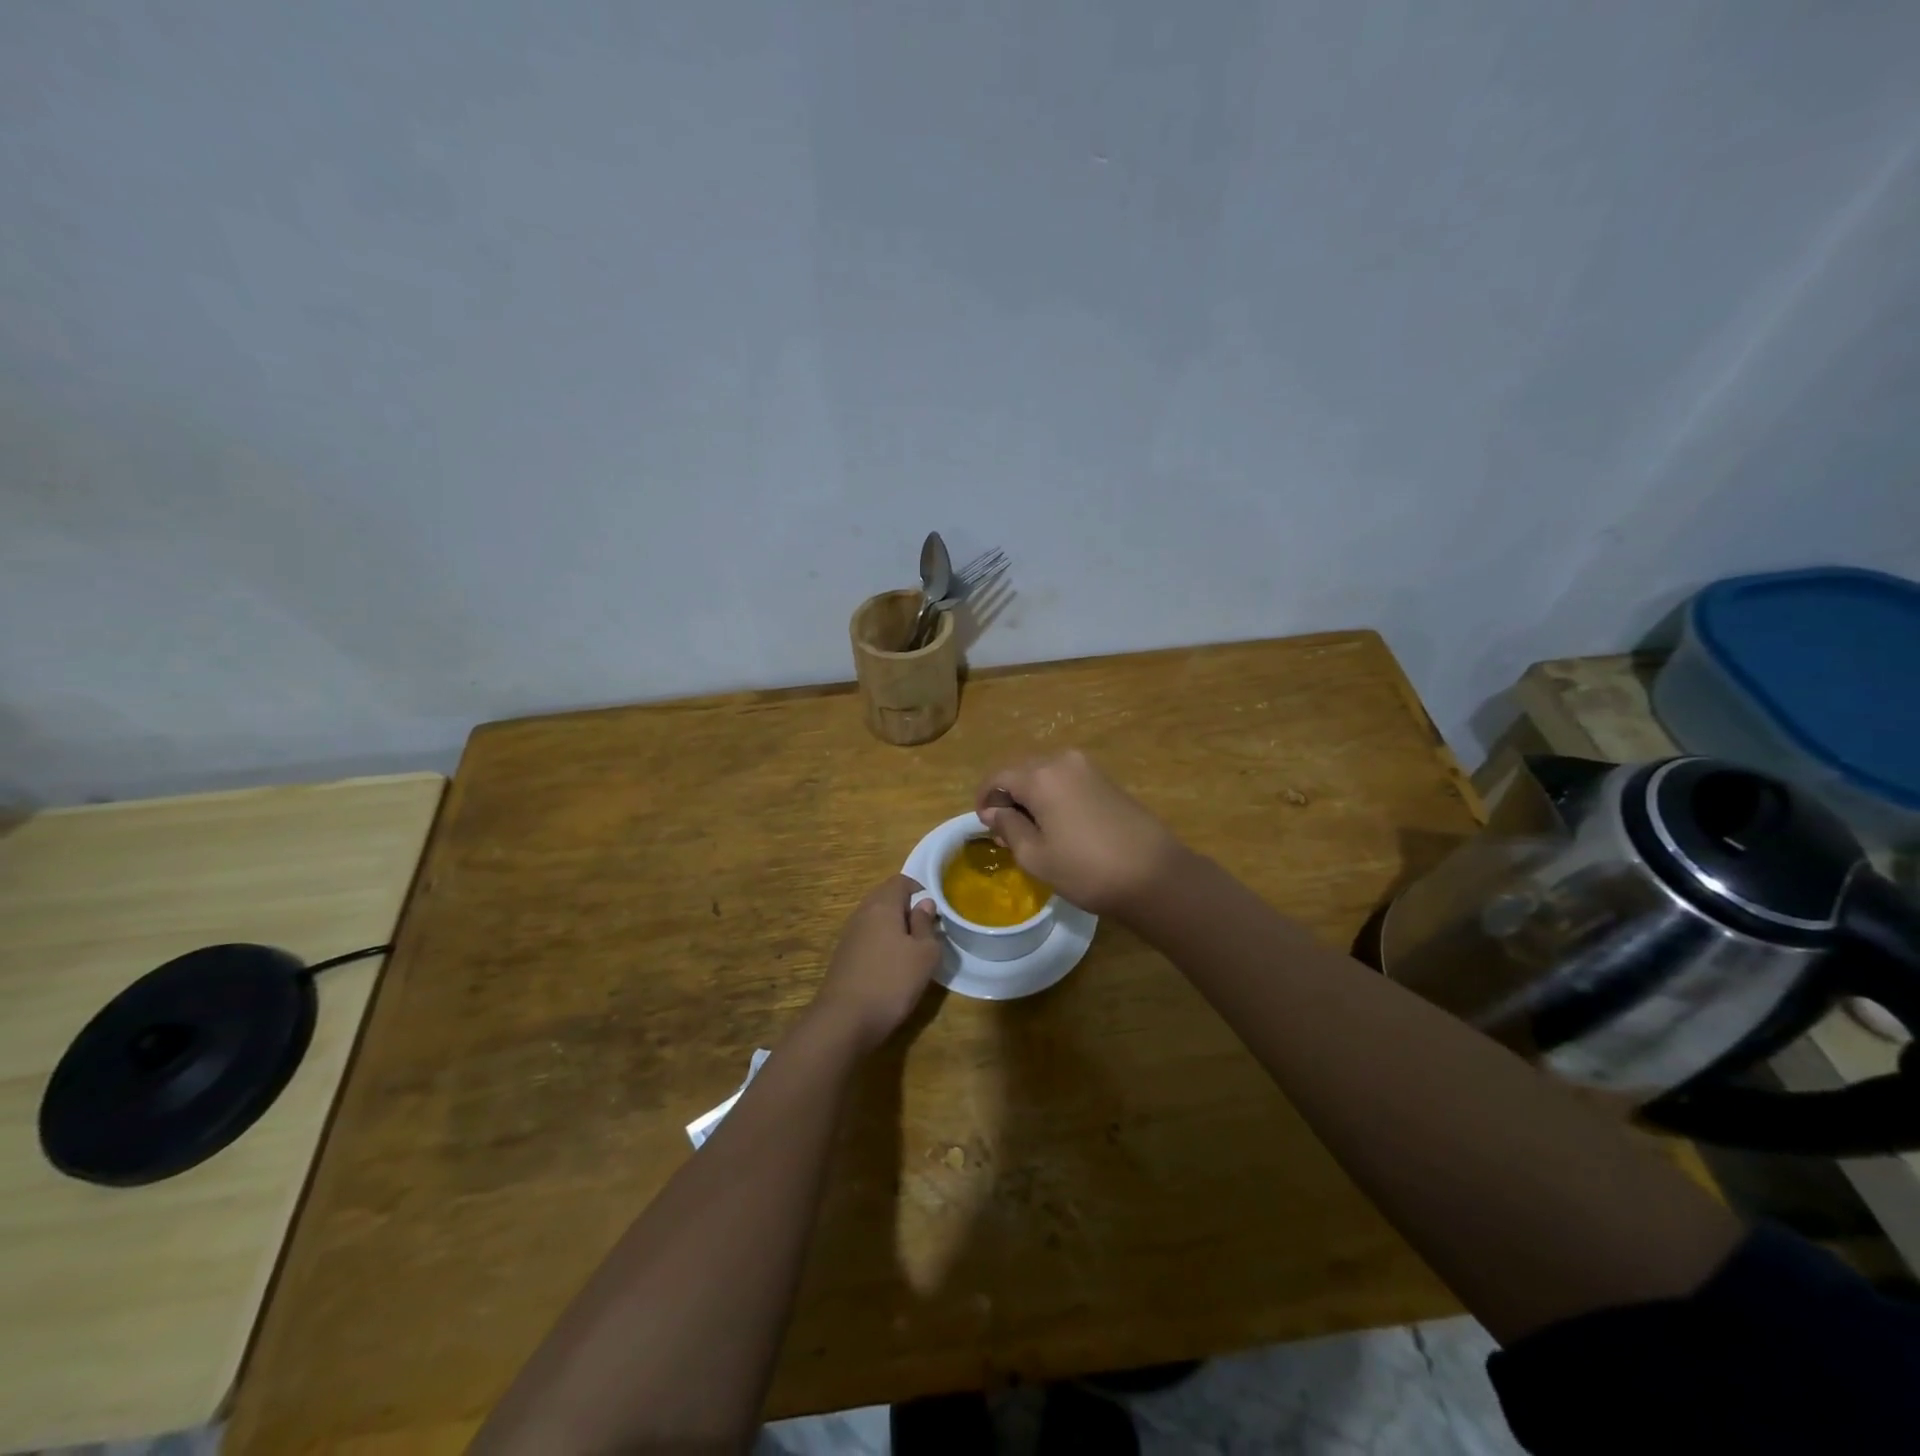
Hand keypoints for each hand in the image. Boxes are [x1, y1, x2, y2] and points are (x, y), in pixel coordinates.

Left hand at [810, 874, 941, 1051]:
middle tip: (927, 932)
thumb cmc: (892, 981)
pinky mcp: (843, 956)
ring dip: (895, 929)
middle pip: (887, 898)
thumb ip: (926, 924)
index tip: (935, 912)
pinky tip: (892, 967)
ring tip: (912, 951)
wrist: (844, 1020)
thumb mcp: (924, 954)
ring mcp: (849, 935)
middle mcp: (862, 913)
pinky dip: (882, 944)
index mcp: (882, 905)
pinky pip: (868, 938)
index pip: (901, 881)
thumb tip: (924, 903)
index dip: (920, 890)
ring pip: (877, 919)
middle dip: (908, 910)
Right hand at [974, 750, 1181, 916]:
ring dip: (1031, 796)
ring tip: (1032, 831)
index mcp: (1041, 776)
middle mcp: (1063, 761)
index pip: (998, 777)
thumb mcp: (1036, 856)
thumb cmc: (1087, 870)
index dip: (985, 799)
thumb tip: (994, 812)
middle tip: (1005, 832)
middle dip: (1009, 797)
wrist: (1155, 875)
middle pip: (1022, 771)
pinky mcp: (1106, 780)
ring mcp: (1088, 768)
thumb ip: (1008, 828)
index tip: (984, 825)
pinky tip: (1058, 825)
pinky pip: (1067, 781)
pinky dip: (1053, 796)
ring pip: (1045, 775)